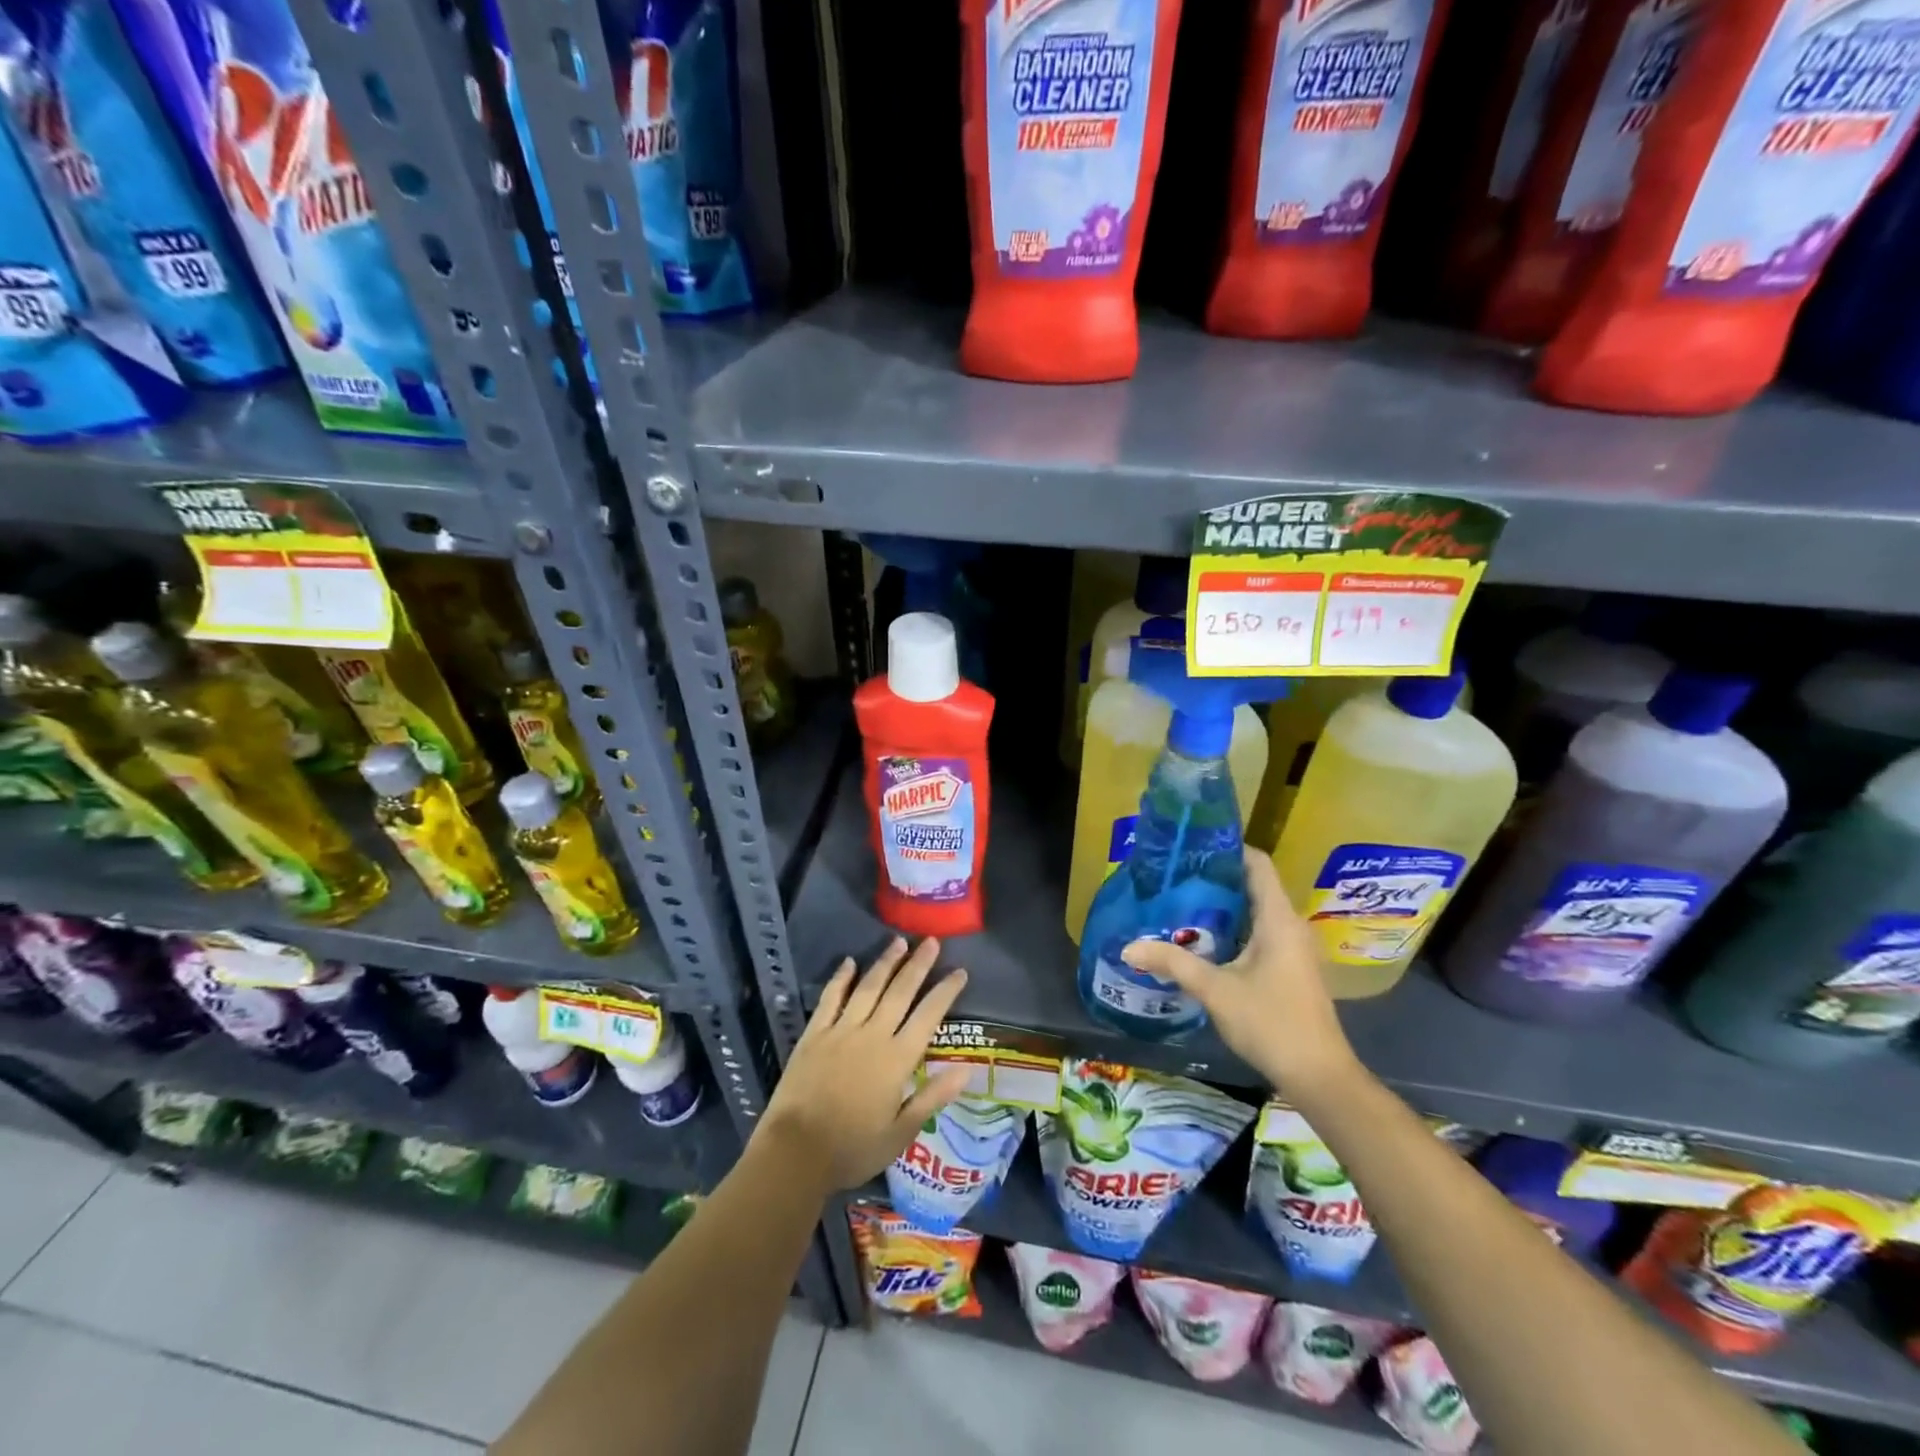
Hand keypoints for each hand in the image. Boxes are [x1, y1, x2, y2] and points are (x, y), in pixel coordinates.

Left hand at [755, 937, 972, 1194]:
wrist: (795, 1153)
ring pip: (868, 988)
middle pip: (900, 992)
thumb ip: (933, 1097)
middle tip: (932, 941)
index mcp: (897, 1059)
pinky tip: (849, 962)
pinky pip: (830, 999)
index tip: (959, 971)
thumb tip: (966, 1070)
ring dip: (885, 963)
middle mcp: (872, 1035)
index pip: (928, 1016)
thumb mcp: (901, 1133)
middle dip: (918, 965)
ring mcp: (841, 1031)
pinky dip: (841, 979)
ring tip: (899, 942)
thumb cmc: (853, 1149)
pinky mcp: (814, 1034)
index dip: (945, 991)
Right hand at [1120, 847, 1357, 1090]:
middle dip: (1214, 879)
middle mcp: (1290, 925)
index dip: (1227, 849)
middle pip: (1253, 885)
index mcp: (1278, 919)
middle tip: (1174, 877)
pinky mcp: (1290, 967)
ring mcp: (1293, 948)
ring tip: (1180, 904)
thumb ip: (1172, 963)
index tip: (1191, 847)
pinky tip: (1202, 941)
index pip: (1257, 863)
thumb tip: (1128, 946)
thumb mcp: (1215, 990)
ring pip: (1255, 912)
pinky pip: (1259, 933)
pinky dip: (1232, 929)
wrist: (1319, 1076)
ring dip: (1221, 907)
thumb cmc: (1271, 1022)